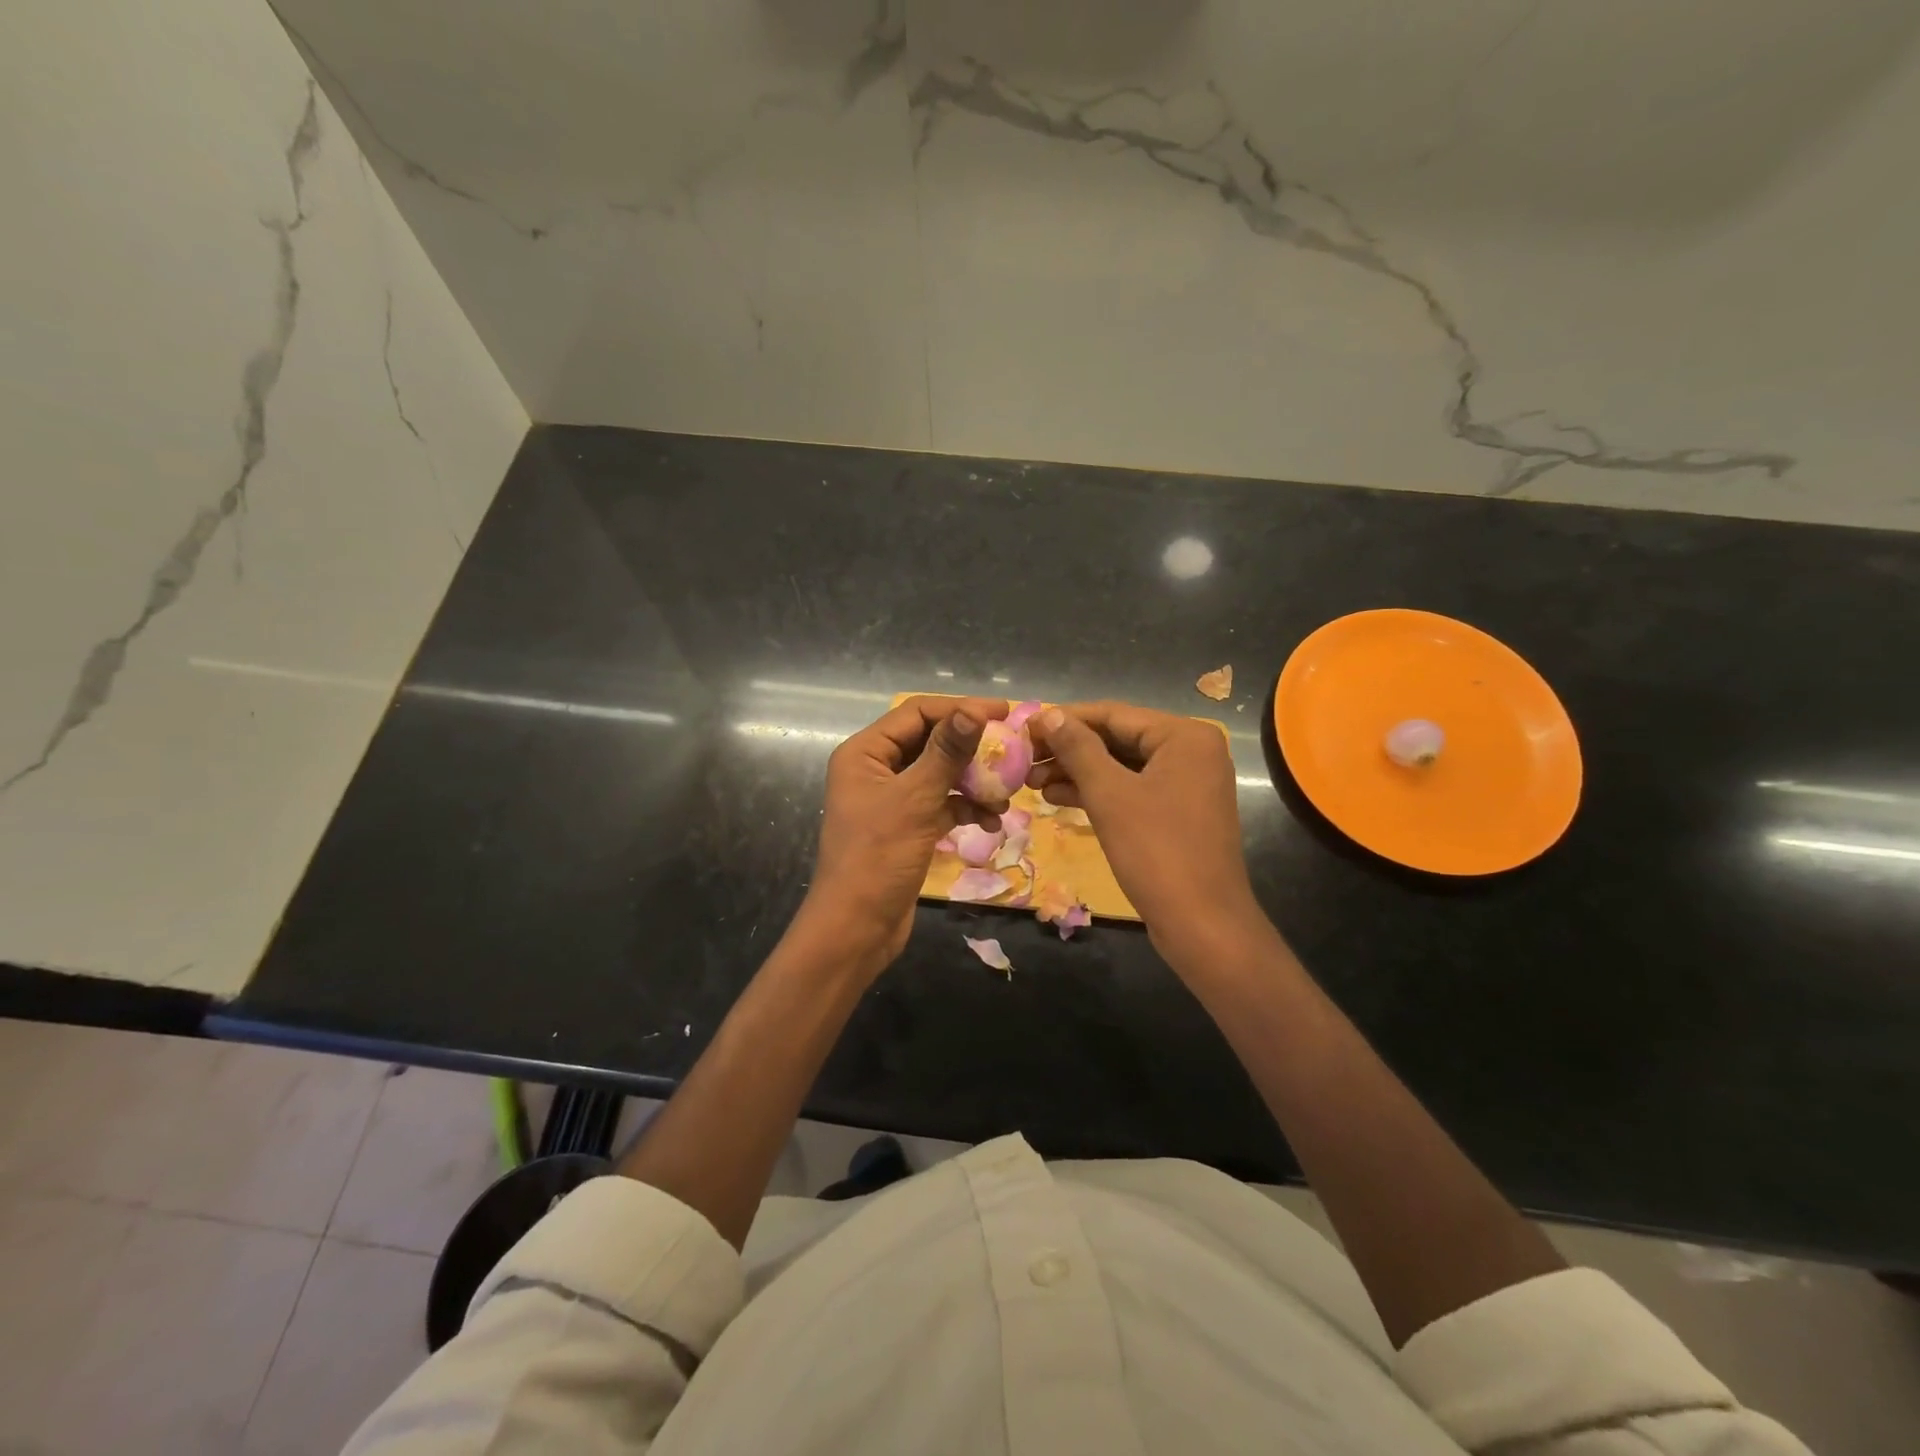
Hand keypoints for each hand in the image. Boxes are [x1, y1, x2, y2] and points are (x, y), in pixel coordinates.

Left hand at [801, 695, 1009, 976]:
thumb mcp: (915, 800)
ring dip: (973, 781)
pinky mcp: (906, 827)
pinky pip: (941, 805)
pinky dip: (966, 809)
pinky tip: (992, 823)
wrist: (857, 928)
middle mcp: (876, 769)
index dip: (960, 709)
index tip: (1004, 713)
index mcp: (865, 753)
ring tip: (1006, 794)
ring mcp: (891, 800)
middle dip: (971, 748)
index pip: (917, 713)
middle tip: (1012, 749)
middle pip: (931, 742)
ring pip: (940, 775)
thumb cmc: (878, 857)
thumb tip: (974, 712)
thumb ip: (946, 753)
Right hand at [1027, 702, 1264, 965]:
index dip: (1065, 720)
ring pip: (1122, 766)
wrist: (1201, 924)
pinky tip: (1057, 797)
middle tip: (1024, 759)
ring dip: (1077, 772)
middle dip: (1069, 750)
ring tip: (1032, 782)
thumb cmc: (1156, 851)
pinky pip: (1132, 790)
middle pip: (1118, 738)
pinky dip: (1097, 793)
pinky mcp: (1177, 813)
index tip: (1024, 727)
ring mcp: (1187, 784)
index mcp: (1184, 736)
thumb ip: (1078, 748)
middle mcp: (1191, 752)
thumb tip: (1048, 715)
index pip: (1113, 714)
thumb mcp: (1109, 794)